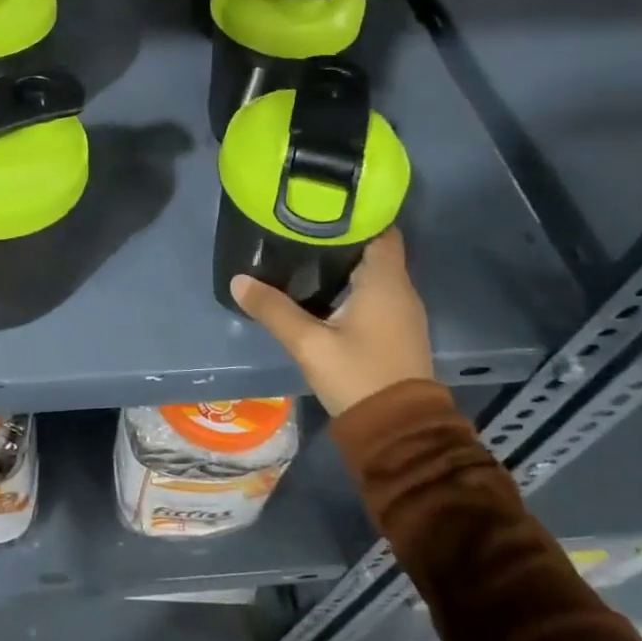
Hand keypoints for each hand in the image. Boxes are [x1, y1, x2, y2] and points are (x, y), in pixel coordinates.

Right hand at [231, 229, 434, 415]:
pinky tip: (323, 293)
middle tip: (300, 230)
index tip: (320, 208)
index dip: (354, 215)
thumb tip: (238, 280)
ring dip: (345, 264)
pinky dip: (353, 287)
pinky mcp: (397, 332)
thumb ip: (273, 309)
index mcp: (385, 280)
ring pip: (374, 273)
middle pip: (373, 249)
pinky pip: (376, 294)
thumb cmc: (358, 376)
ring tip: (304, 255)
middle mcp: (401, 289)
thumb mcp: (309, 343)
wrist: (398, 432)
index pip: (379, 228)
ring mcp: (403, 312)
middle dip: (340, 238)